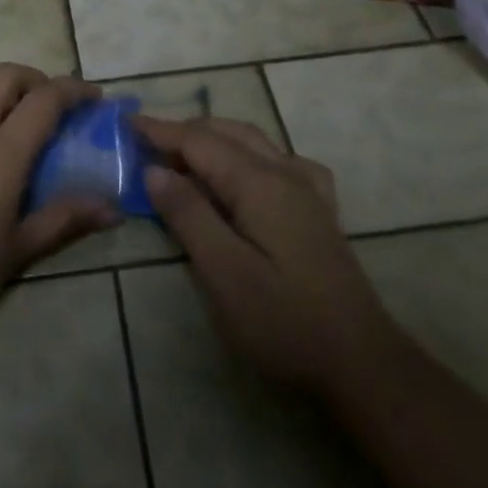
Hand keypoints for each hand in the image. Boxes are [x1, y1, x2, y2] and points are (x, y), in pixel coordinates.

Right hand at [139, 116, 396, 397]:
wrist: (362, 364)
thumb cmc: (284, 322)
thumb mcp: (224, 273)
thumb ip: (188, 214)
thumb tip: (155, 169)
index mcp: (259, 182)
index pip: (199, 141)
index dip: (160, 130)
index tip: (125, 123)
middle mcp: (285, 173)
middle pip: (226, 133)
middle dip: (184, 132)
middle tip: (145, 144)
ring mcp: (307, 190)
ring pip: (253, 142)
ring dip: (213, 140)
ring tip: (181, 157)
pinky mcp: (318, 211)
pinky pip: (279, 161)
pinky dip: (248, 154)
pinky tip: (244, 174)